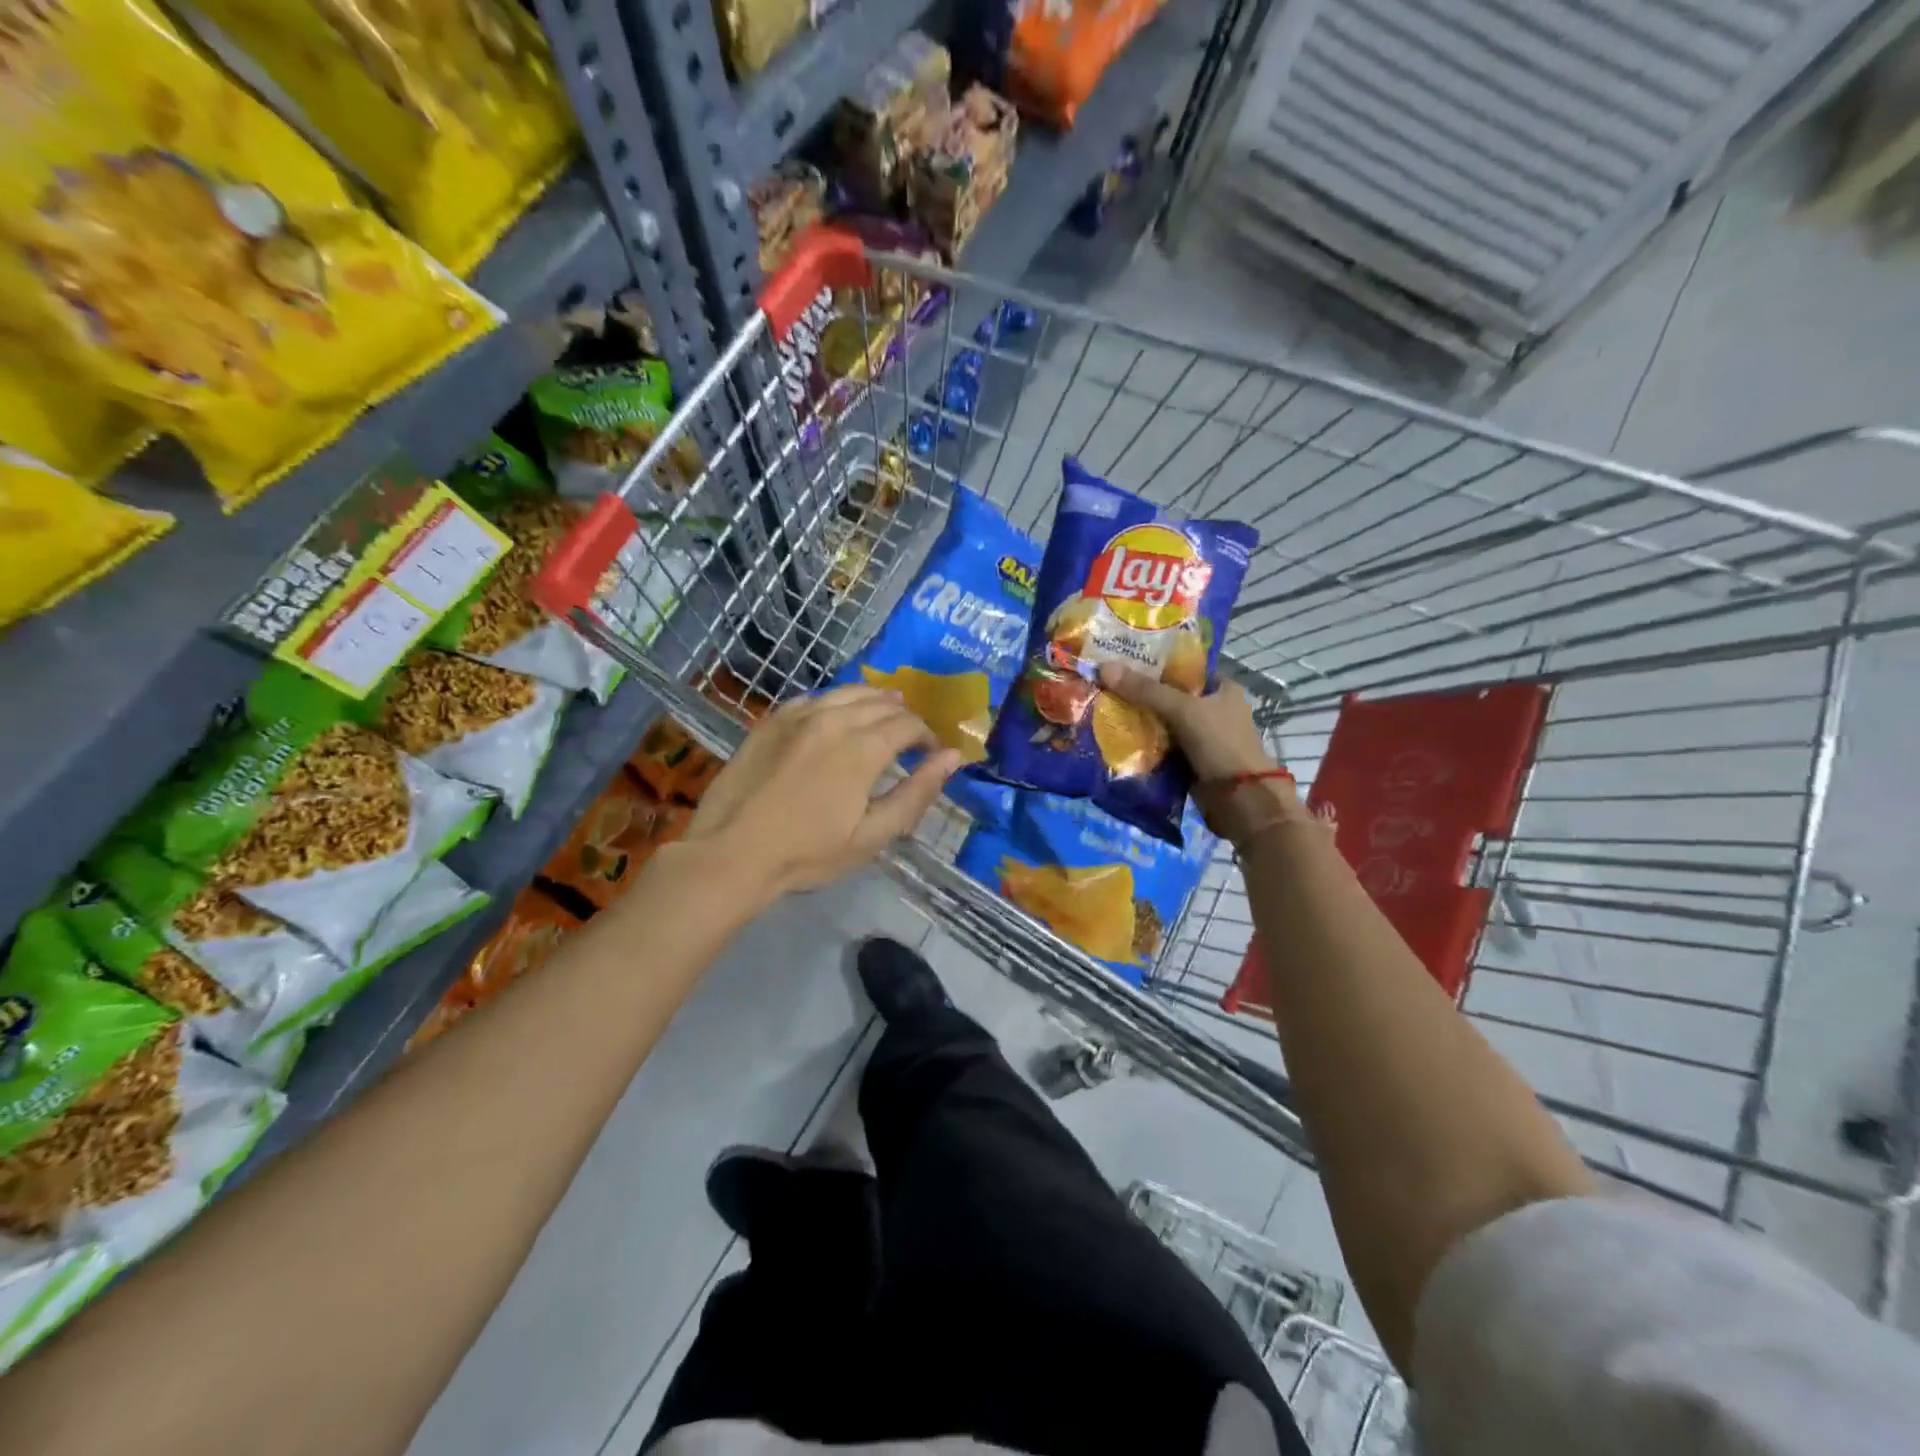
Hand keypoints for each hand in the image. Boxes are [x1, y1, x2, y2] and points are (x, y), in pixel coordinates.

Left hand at [687, 685, 963, 901]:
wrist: (731, 853)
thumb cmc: (807, 853)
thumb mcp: (872, 835)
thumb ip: (916, 793)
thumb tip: (952, 757)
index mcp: (863, 748)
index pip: (908, 725)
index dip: (926, 736)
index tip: (930, 753)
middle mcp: (834, 719)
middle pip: (881, 703)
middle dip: (903, 717)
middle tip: (909, 738)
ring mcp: (799, 715)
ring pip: (848, 693)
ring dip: (872, 701)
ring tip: (882, 715)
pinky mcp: (772, 720)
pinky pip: (814, 697)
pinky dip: (835, 702)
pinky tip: (836, 715)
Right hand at [1098, 664, 1314, 845]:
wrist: (1240, 799)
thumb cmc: (1220, 744)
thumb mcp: (1183, 709)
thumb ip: (1145, 690)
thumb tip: (1104, 668)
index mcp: (1222, 688)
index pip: (1183, 668)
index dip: (1154, 663)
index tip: (1121, 660)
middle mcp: (1213, 709)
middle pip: (1169, 695)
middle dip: (1140, 693)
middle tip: (1105, 685)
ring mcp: (1201, 736)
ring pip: (1162, 721)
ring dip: (1138, 719)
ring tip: (1104, 708)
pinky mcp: (1189, 760)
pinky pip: (1160, 745)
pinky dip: (1143, 743)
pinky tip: (1116, 736)